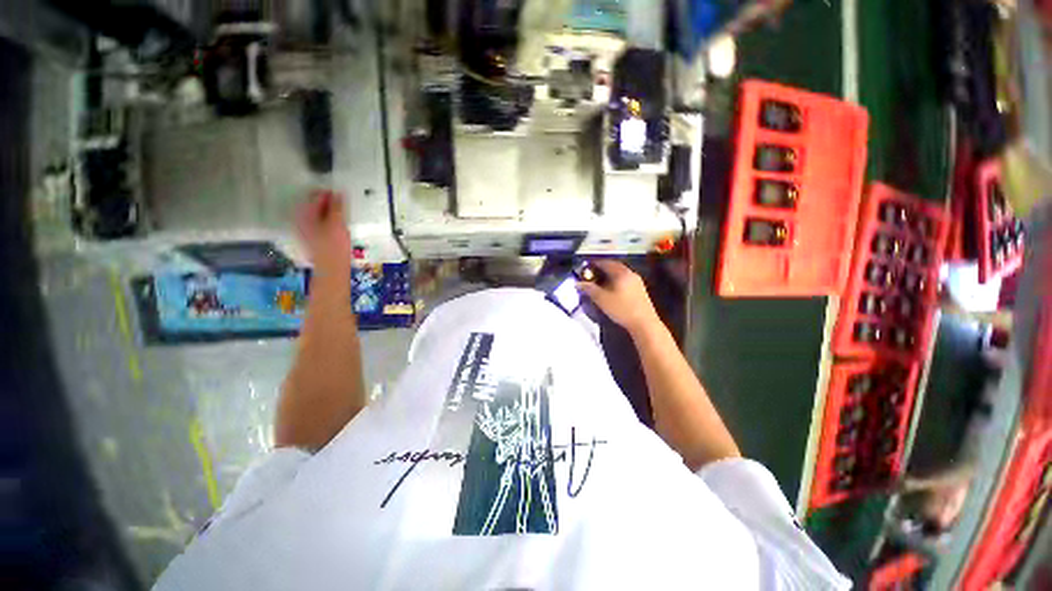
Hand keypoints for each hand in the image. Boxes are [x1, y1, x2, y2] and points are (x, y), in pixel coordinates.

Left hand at [296, 190, 351, 276]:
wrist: (332, 268)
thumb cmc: (334, 245)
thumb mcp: (337, 223)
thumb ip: (337, 206)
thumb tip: (338, 192)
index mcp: (305, 214)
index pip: (315, 196)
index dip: (328, 193)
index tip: (341, 193)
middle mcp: (302, 220)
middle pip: (314, 205)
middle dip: (328, 202)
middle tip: (342, 202)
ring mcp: (307, 230)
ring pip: (318, 214)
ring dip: (329, 211)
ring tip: (342, 212)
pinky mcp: (314, 238)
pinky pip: (320, 223)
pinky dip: (329, 220)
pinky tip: (337, 224)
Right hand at [578, 260, 659, 335]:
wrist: (644, 323)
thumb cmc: (622, 309)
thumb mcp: (602, 299)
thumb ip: (589, 289)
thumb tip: (577, 283)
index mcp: (621, 273)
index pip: (606, 263)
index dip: (594, 263)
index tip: (585, 266)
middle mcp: (630, 273)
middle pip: (614, 267)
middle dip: (602, 269)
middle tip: (591, 273)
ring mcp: (637, 282)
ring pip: (620, 274)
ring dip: (609, 275)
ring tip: (599, 282)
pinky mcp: (640, 290)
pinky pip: (625, 280)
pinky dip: (616, 281)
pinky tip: (611, 289)